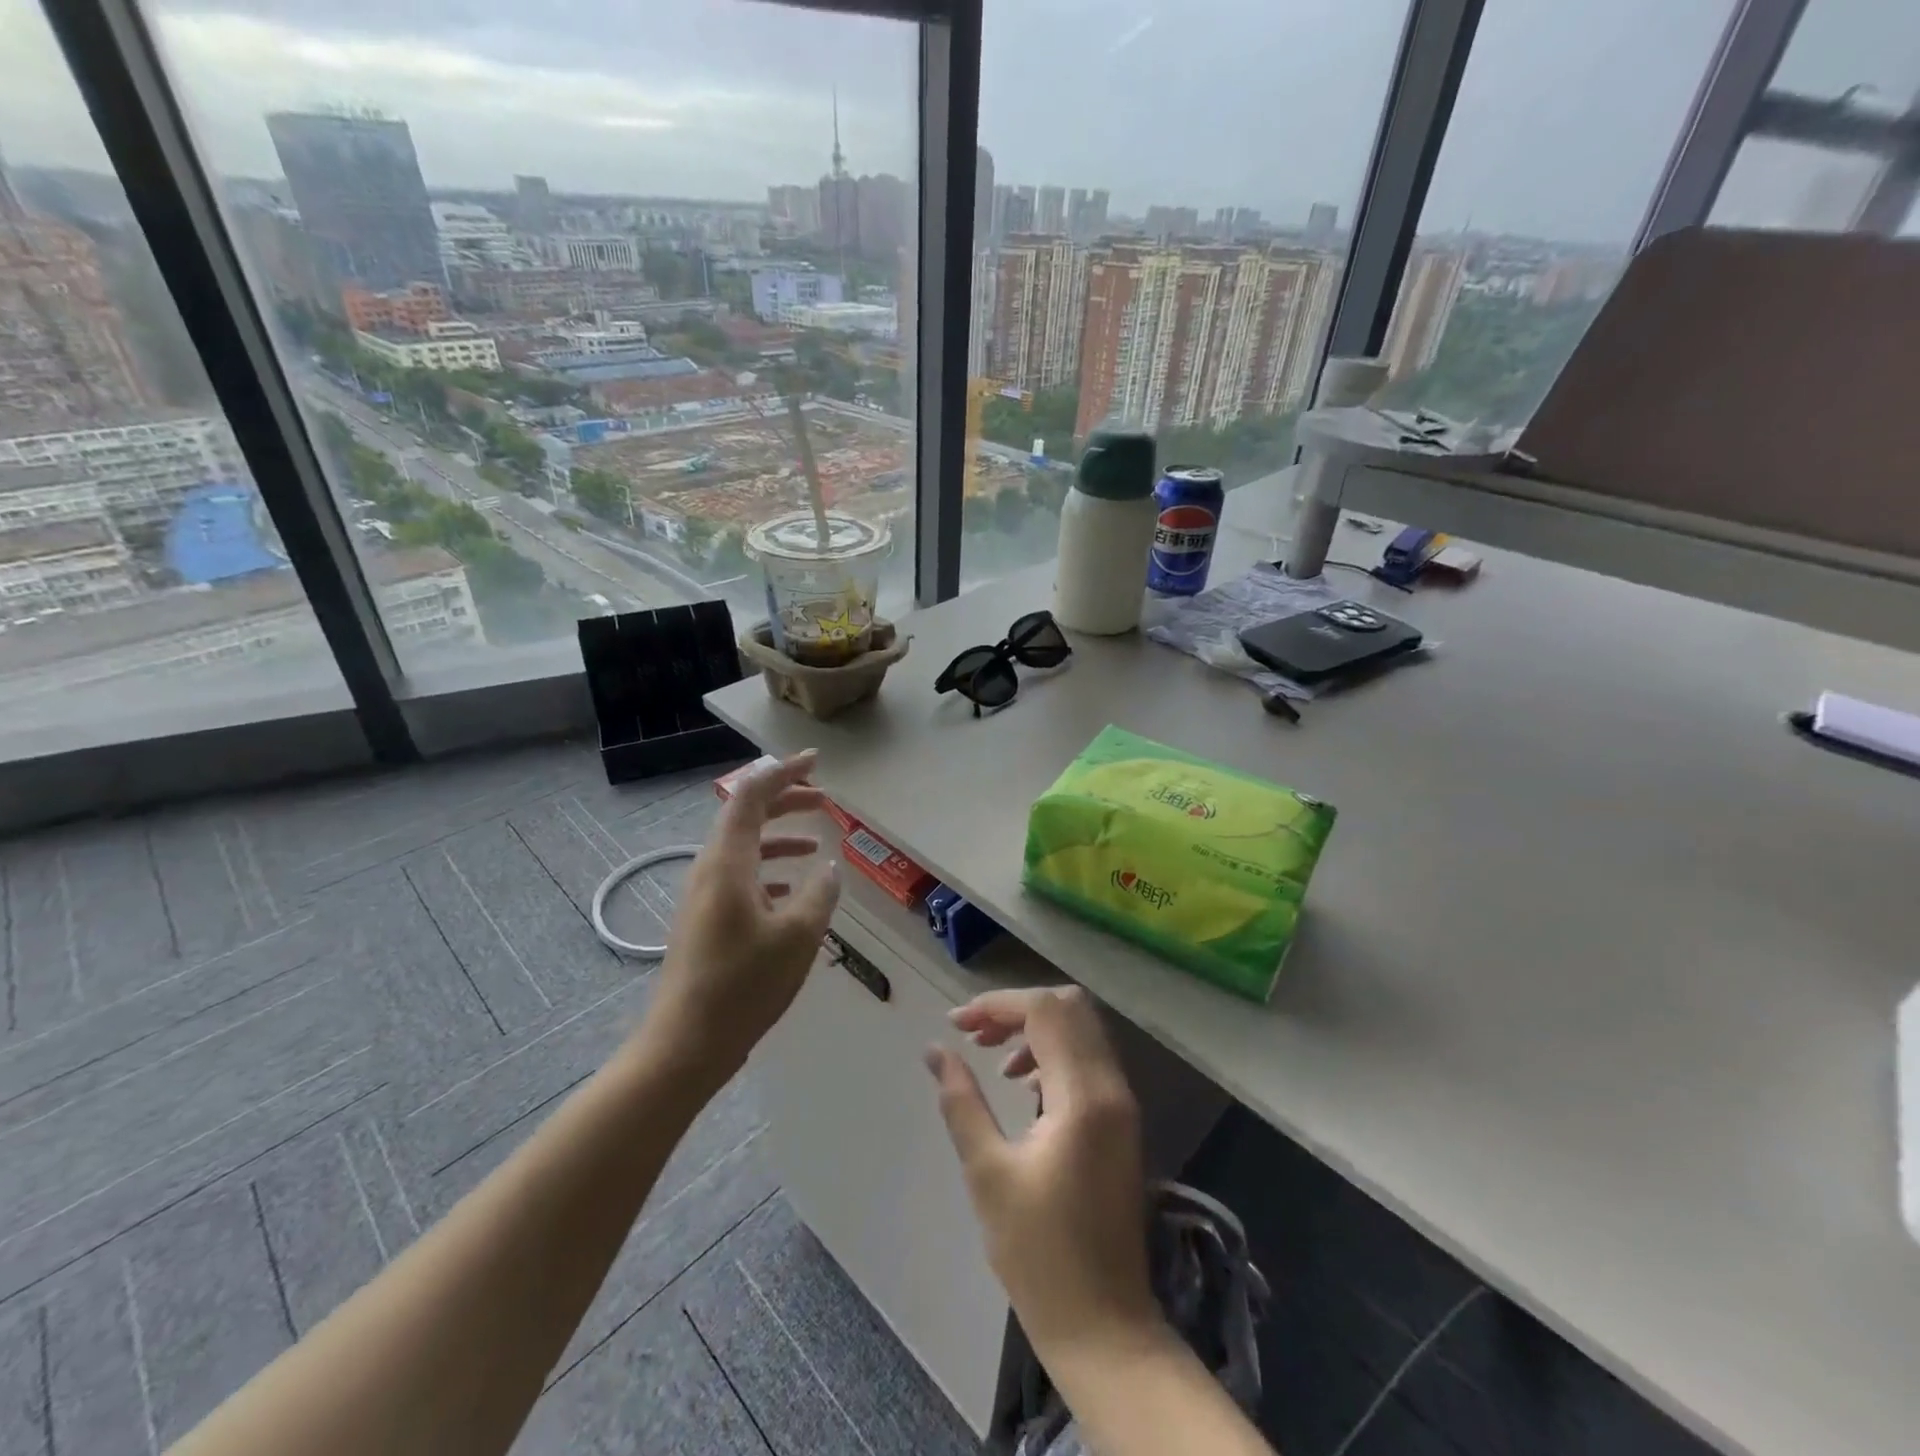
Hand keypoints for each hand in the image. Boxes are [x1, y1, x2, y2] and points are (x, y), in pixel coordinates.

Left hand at [640, 751, 839, 1091]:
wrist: (685, 1045)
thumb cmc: (743, 985)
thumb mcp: (797, 937)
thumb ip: (819, 894)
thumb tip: (827, 867)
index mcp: (728, 863)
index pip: (751, 795)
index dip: (783, 772)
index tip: (815, 762)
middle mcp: (710, 869)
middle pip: (746, 816)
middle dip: (785, 800)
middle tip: (824, 799)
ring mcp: (703, 896)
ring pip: (744, 847)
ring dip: (779, 836)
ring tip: (815, 841)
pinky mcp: (705, 920)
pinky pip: (740, 876)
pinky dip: (769, 869)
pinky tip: (792, 890)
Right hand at [926, 986, 1162, 1364]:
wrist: (1105, 1327)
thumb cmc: (1038, 1255)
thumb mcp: (988, 1173)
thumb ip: (961, 1101)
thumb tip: (935, 1050)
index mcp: (1084, 1096)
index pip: (1045, 1011)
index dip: (997, 1004)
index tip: (956, 1023)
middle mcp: (1112, 1087)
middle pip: (1070, 1008)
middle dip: (1017, 1008)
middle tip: (975, 1034)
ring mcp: (1123, 1103)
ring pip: (1082, 1029)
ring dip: (1036, 1029)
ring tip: (993, 1058)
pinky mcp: (1122, 1121)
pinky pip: (1089, 1059)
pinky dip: (1055, 1053)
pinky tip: (1024, 1084)